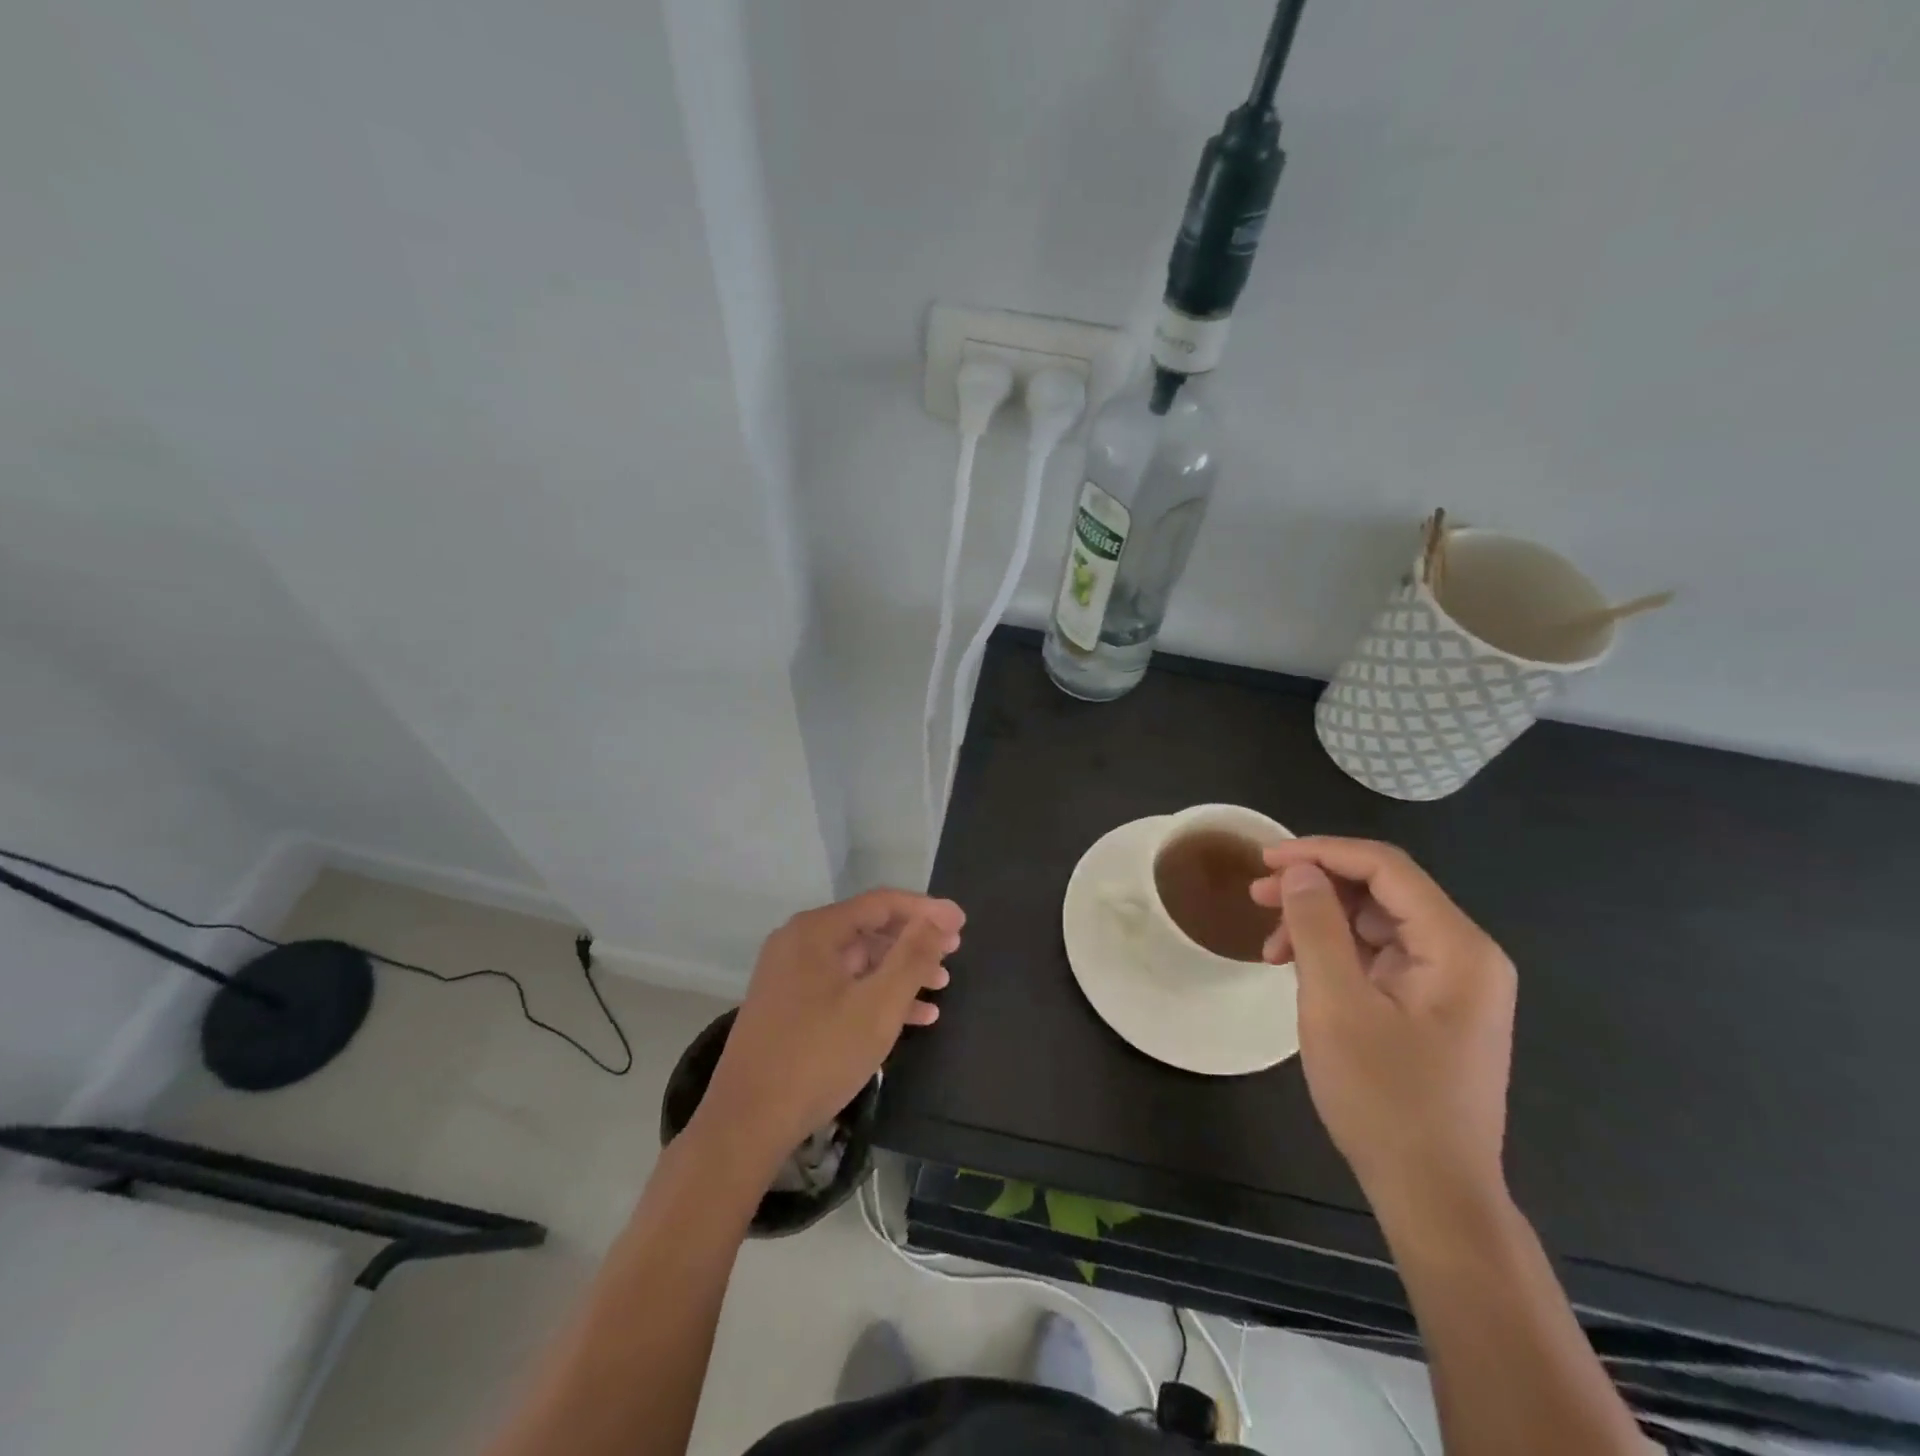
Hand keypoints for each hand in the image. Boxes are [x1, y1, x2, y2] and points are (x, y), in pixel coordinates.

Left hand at [698, 889, 964, 1170]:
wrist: (746, 1122)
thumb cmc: (818, 1056)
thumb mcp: (878, 1005)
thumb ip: (913, 956)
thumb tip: (940, 917)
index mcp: (816, 931)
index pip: (881, 903)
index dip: (926, 910)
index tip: (961, 923)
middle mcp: (799, 942)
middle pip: (869, 929)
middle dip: (914, 942)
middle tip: (954, 953)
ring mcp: (790, 975)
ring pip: (857, 961)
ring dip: (900, 972)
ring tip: (941, 986)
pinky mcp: (789, 1006)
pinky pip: (841, 986)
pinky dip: (875, 995)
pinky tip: (911, 1017)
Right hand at [1251, 838, 1515, 1213]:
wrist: (1432, 1194)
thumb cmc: (1384, 1098)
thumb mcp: (1336, 1004)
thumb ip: (1316, 927)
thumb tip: (1299, 870)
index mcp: (1458, 947)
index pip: (1386, 868)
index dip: (1321, 852)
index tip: (1263, 861)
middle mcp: (1465, 955)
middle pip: (1382, 891)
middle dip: (1315, 887)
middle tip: (1255, 896)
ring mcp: (1451, 983)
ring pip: (1375, 923)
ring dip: (1318, 923)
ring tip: (1269, 946)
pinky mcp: (1432, 1006)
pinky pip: (1378, 956)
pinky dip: (1334, 954)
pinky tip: (1297, 970)